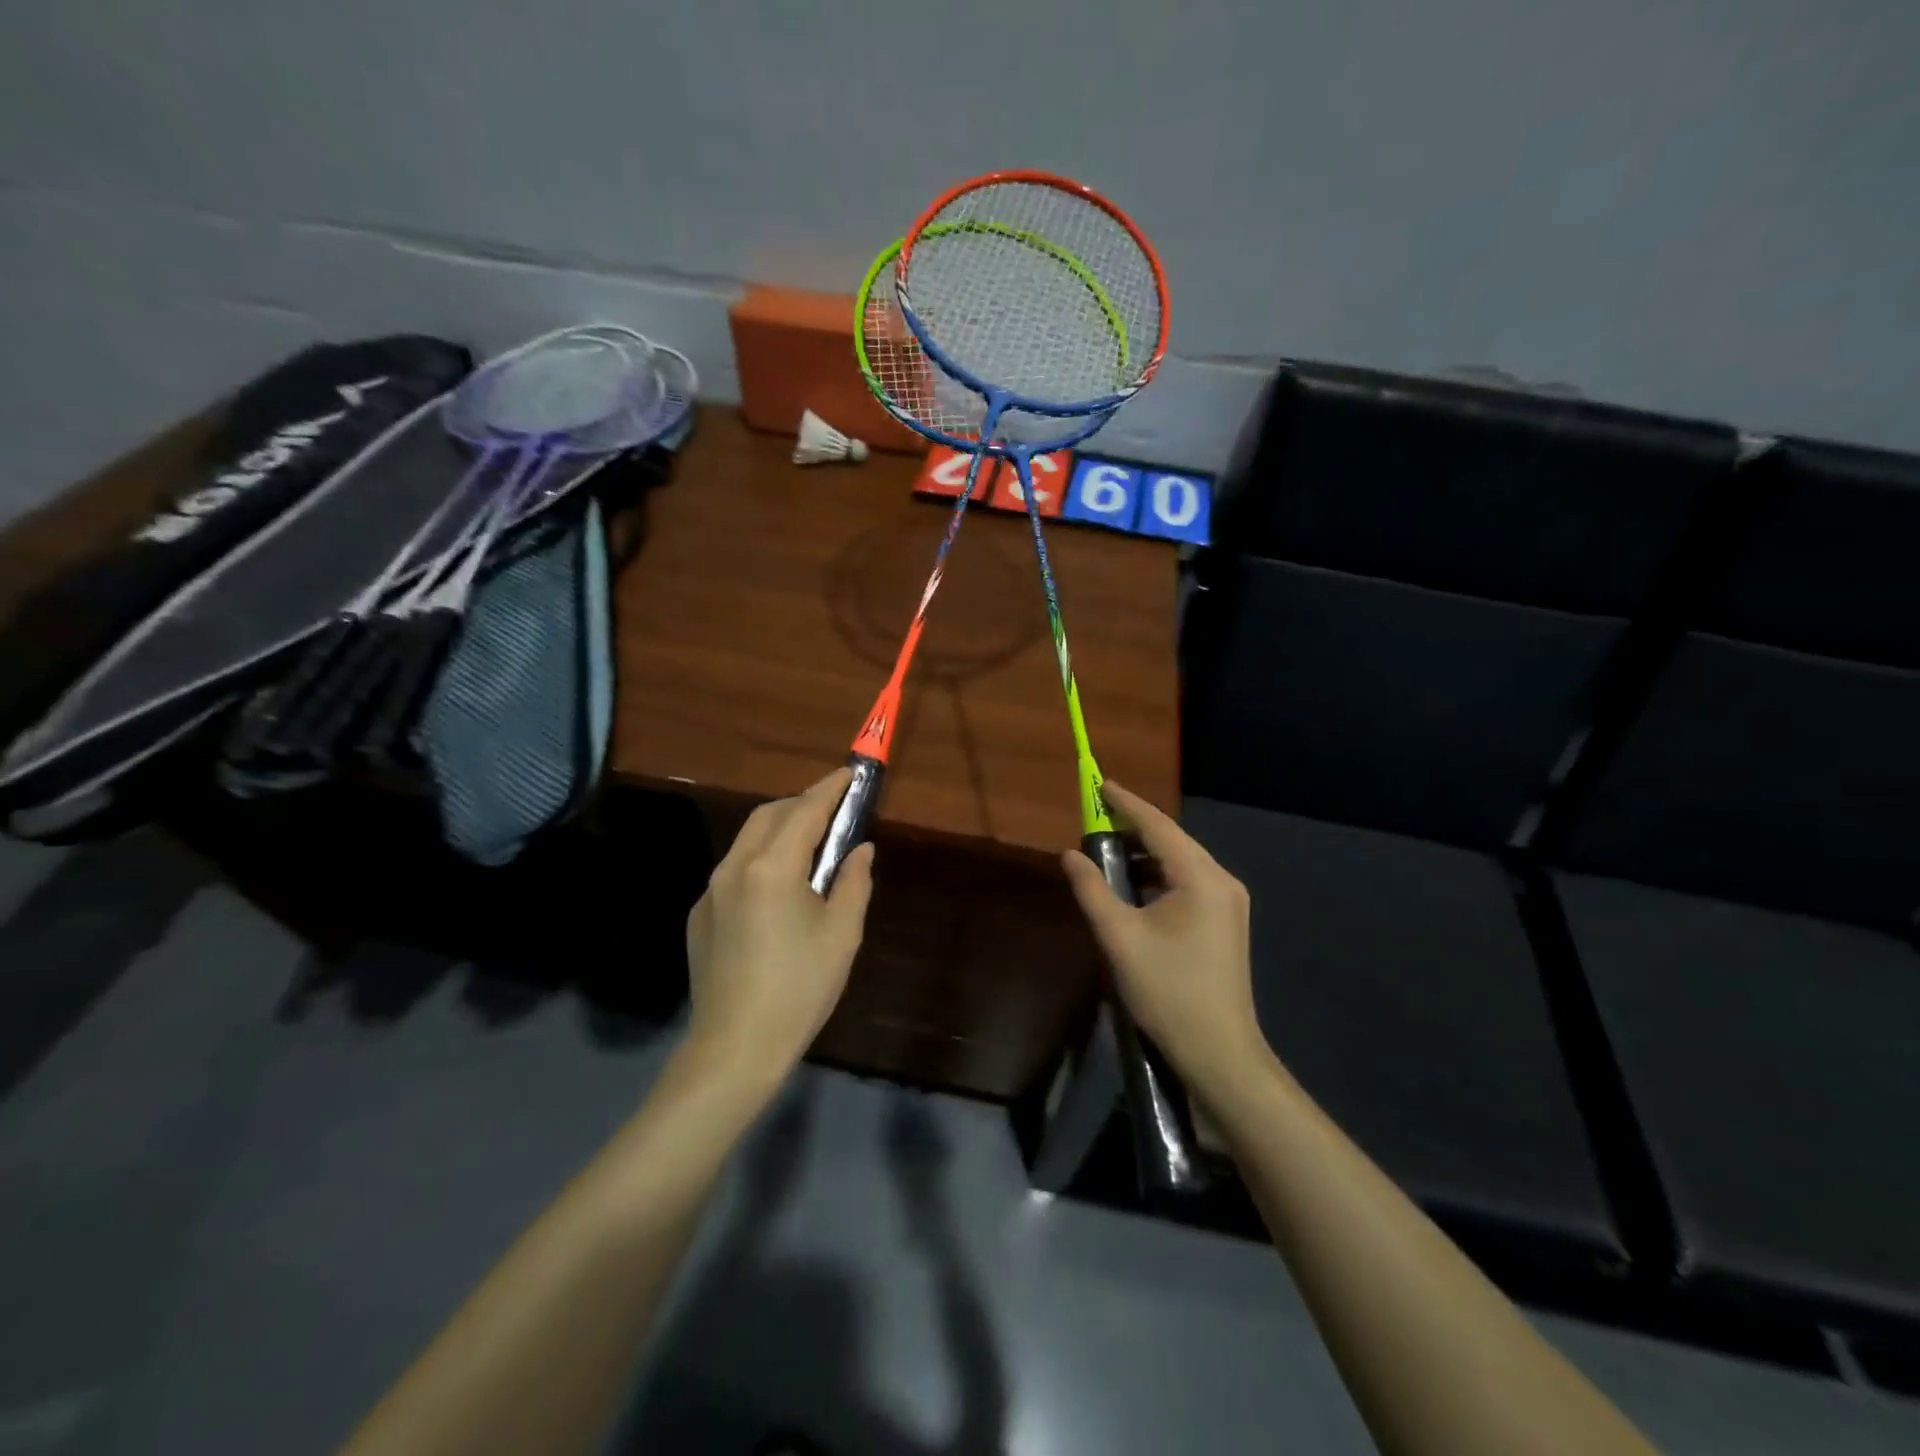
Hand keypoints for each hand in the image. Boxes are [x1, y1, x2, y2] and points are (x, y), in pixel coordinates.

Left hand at [684, 768, 874, 1079]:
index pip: (805, 811)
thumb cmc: (799, 988)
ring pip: (747, 840)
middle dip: (802, 803)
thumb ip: (853, 882)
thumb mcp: (842, 934)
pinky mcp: (700, 915)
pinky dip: (761, 858)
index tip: (849, 774)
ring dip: (779, 828)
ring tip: (810, 843)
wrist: (735, 1047)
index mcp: (772, 868)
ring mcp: (711, 891)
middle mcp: (734, 868)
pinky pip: (734, 869)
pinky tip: (778, 888)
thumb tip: (859, 850)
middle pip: (769, 815)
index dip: (829, 789)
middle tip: (833, 808)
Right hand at [1061, 782, 1265, 1091]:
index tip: (1100, 784)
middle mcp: (1222, 881)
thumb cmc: (1167, 992)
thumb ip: (1092, 889)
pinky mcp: (1226, 922)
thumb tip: (1069, 854)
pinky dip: (1158, 877)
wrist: (1219, 1052)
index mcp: (1201, 878)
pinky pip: (1188, 883)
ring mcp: (1229, 902)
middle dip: (1134, 827)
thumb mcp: (1119, 938)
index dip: (1126, 803)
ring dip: (1145, 855)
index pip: (1158, 826)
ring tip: (1107, 852)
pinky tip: (1134, 887)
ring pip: (1180, 863)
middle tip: (1096, 819)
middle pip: (1172, 840)